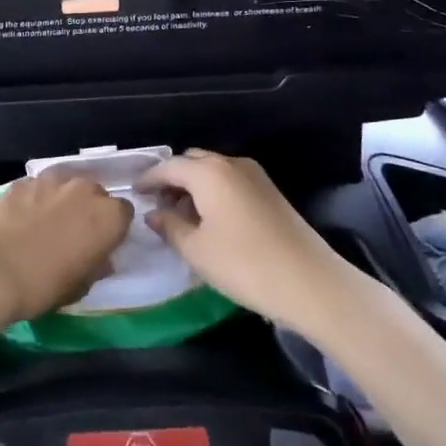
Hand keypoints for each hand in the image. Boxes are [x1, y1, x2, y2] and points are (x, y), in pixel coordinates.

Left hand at [0, 172, 131, 327]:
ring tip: (46, 223)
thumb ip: (96, 267)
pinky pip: (38, 187)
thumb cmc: (43, 285)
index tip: (100, 244)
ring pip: (66, 185)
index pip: (123, 213)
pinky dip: (36, 198)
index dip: (112, 228)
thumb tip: (100, 260)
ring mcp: (52, 180)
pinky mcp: (23, 180)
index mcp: (109, 217)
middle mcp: (85, 189)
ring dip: (62, 199)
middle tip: (73, 234)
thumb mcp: (80, 287)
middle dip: (88, 210)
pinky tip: (22, 218)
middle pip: (95, 193)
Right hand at [138, 150, 340, 327]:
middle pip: (192, 162)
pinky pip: (230, 181)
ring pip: (213, 171)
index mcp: (209, 172)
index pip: (169, 167)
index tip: (134, 192)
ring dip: (194, 186)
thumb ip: (169, 226)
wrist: (311, 283)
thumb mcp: (196, 250)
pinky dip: (213, 192)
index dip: (148, 179)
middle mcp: (231, 164)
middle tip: (157, 204)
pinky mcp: (270, 192)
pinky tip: (209, 219)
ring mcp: (255, 176)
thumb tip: (153, 213)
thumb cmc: (244, 265)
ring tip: (181, 215)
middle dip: (172, 179)